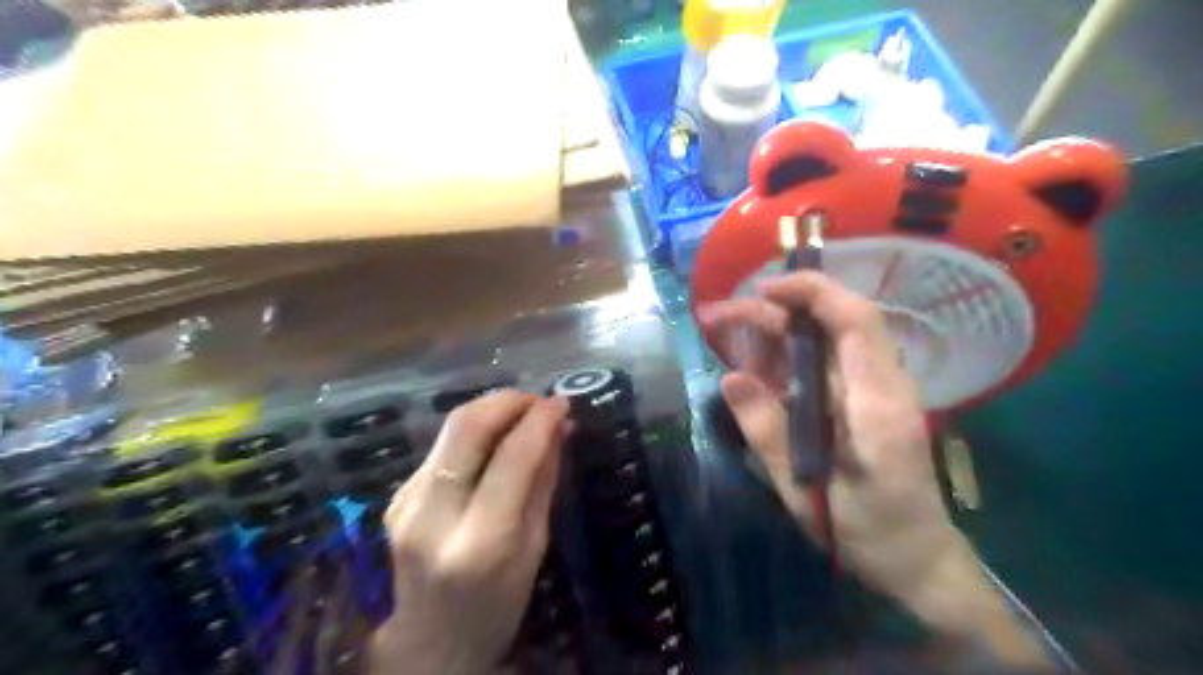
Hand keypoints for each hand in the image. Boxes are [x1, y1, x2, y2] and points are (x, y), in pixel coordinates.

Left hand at [370, 389, 568, 674]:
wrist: (427, 643)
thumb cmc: (496, 606)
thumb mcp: (534, 548)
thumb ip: (543, 481)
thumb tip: (558, 428)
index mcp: (479, 541)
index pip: (512, 458)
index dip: (540, 420)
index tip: (563, 402)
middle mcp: (432, 514)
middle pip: (467, 427)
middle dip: (508, 400)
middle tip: (539, 399)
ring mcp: (406, 502)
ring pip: (451, 429)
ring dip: (492, 409)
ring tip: (525, 412)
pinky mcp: (397, 495)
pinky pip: (443, 446)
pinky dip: (476, 431)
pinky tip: (497, 437)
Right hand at [696, 272, 1053, 668]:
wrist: (917, 560)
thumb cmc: (867, 532)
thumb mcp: (804, 492)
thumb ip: (767, 432)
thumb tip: (730, 377)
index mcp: (878, 403)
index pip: (855, 320)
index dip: (811, 293)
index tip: (762, 291)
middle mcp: (882, 384)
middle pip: (832, 321)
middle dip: (773, 311)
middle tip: (717, 317)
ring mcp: (874, 390)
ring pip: (823, 338)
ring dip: (773, 330)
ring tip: (724, 333)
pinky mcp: (863, 399)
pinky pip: (821, 363)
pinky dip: (783, 356)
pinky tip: (752, 364)